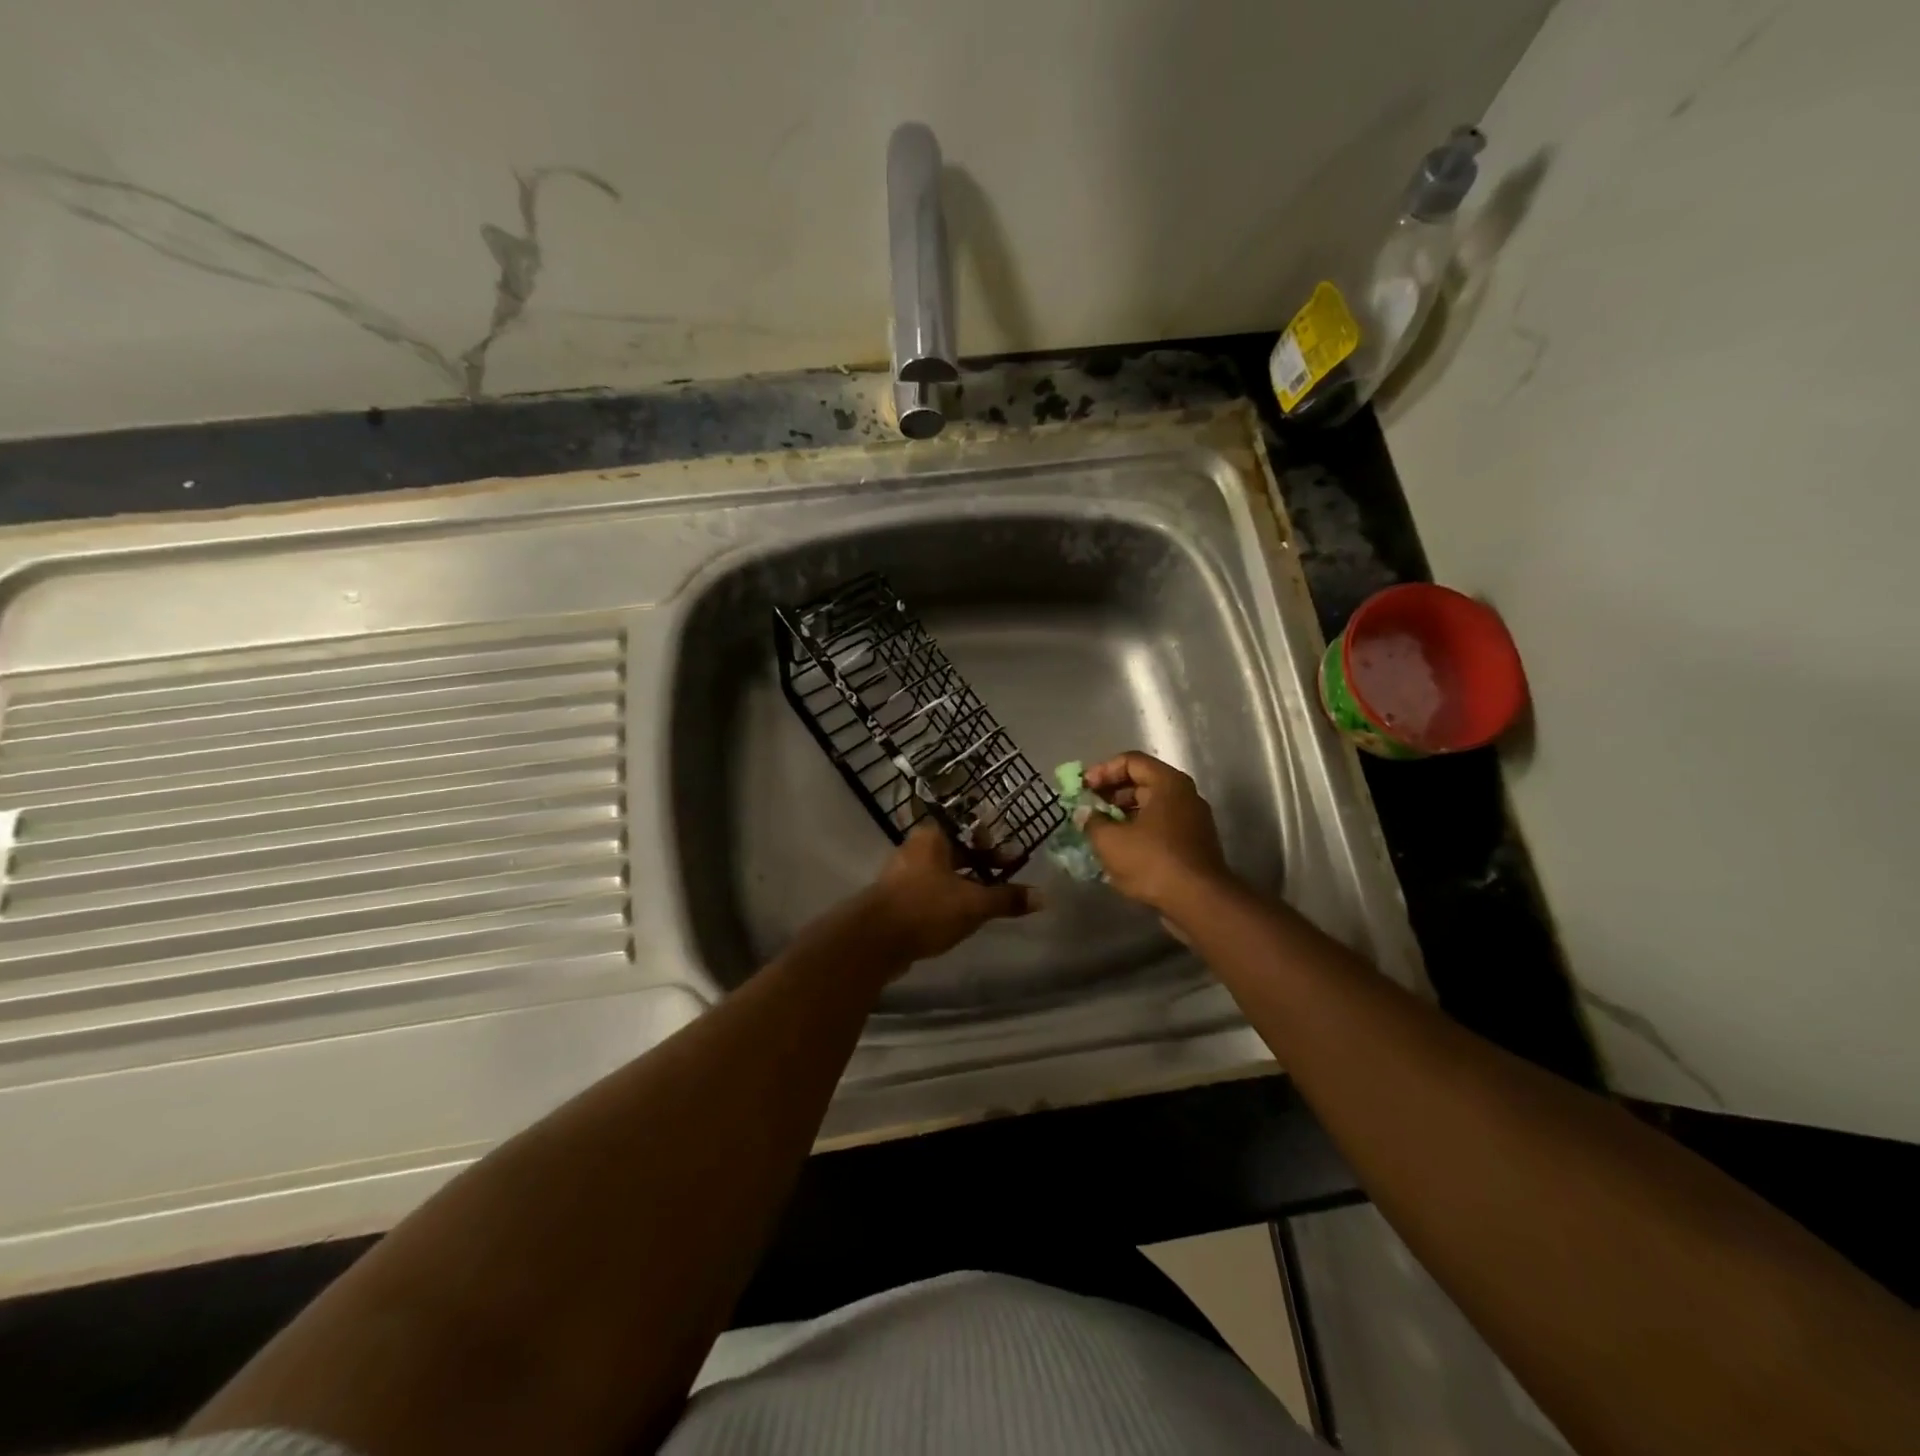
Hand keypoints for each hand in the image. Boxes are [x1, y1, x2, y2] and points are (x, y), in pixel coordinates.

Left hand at [865, 823, 1038, 963]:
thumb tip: (1043, 897)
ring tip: (988, 900)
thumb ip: (1007, 899)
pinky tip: (961, 917)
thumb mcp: (973, 904)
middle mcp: (914, 849)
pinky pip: (928, 892)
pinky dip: (947, 899)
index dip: (990, 840)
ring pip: (942, 873)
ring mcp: (901, 875)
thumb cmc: (927, 908)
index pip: (967, 828)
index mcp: (931, 837)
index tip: (1010, 856)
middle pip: (955, 851)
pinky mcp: (895, 899)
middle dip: (981, 864)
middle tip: (1005, 877)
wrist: (874, 941)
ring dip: (964, 884)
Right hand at [1080, 751, 1232, 912]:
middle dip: (1110, 794)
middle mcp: (1184, 795)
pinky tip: (1118, 851)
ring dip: (1121, 815)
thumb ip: (1092, 821)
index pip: (1130, 761)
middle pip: (1141, 783)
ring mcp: (1192, 821)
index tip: (1083, 789)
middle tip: (1087, 809)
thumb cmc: (1153, 861)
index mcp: (1168, 783)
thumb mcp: (1110, 840)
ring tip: (1098, 831)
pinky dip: (1137, 832)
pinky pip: (1159, 828)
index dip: (1102, 771)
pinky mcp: (1193, 845)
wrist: (1199, 902)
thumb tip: (1085, 814)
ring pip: (1150, 807)